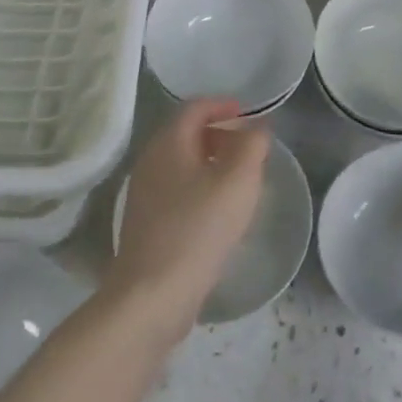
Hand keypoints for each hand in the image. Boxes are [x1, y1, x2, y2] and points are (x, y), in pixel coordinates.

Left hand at [107, 98, 269, 332]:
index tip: (248, 114)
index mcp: (169, 142)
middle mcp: (151, 161)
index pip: (195, 107)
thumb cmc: (198, 229)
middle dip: (219, 134)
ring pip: (181, 164)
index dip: (223, 105)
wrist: (151, 297)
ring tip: (239, 180)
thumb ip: (252, 146)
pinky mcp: (145, 224)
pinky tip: (218, 212)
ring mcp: (144, 194)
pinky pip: (176, 191)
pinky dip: (199, 187)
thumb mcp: (238, 181)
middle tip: (248, 148)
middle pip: (186, 134)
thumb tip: (257, 128)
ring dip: (210, 163)